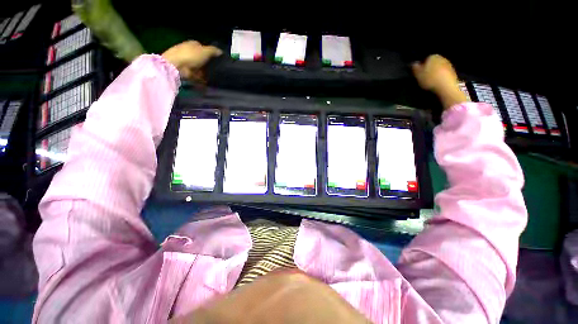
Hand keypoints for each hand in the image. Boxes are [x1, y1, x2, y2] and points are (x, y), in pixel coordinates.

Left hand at [162, 40, 222, 79]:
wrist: (177, 66)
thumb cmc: (191, 56)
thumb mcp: (205, 51)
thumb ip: (214, 51)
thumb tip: (221, 52)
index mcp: (194, 44)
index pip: (204, 48)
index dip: (211, 54)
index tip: (219, 61)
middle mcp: (190, 52)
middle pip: (202, 58)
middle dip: (209, 64)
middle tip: (218, 70)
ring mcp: (188, 62)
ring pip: (200, 68)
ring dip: (206, 73)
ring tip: (214, 77)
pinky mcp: (187, 72)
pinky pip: (198, 76)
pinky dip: (202, 79)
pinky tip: (208, 82)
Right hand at [412, 54, 466, 109]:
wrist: (446, 86)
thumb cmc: (430, 79)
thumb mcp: (418, 74)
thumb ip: (415, 68)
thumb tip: (414, 63)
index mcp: (432, 56)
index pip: (425, 59)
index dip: (421, 66)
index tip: (419, 73)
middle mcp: (441, 57)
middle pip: (433, 63)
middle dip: (429, 69)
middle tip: (424, 77)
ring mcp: (448, 64)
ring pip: (438, 68)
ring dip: (435, 73)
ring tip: (430, 81)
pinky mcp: (453, 71)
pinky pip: (443, 73)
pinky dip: (440, 77)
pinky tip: (437, 83)